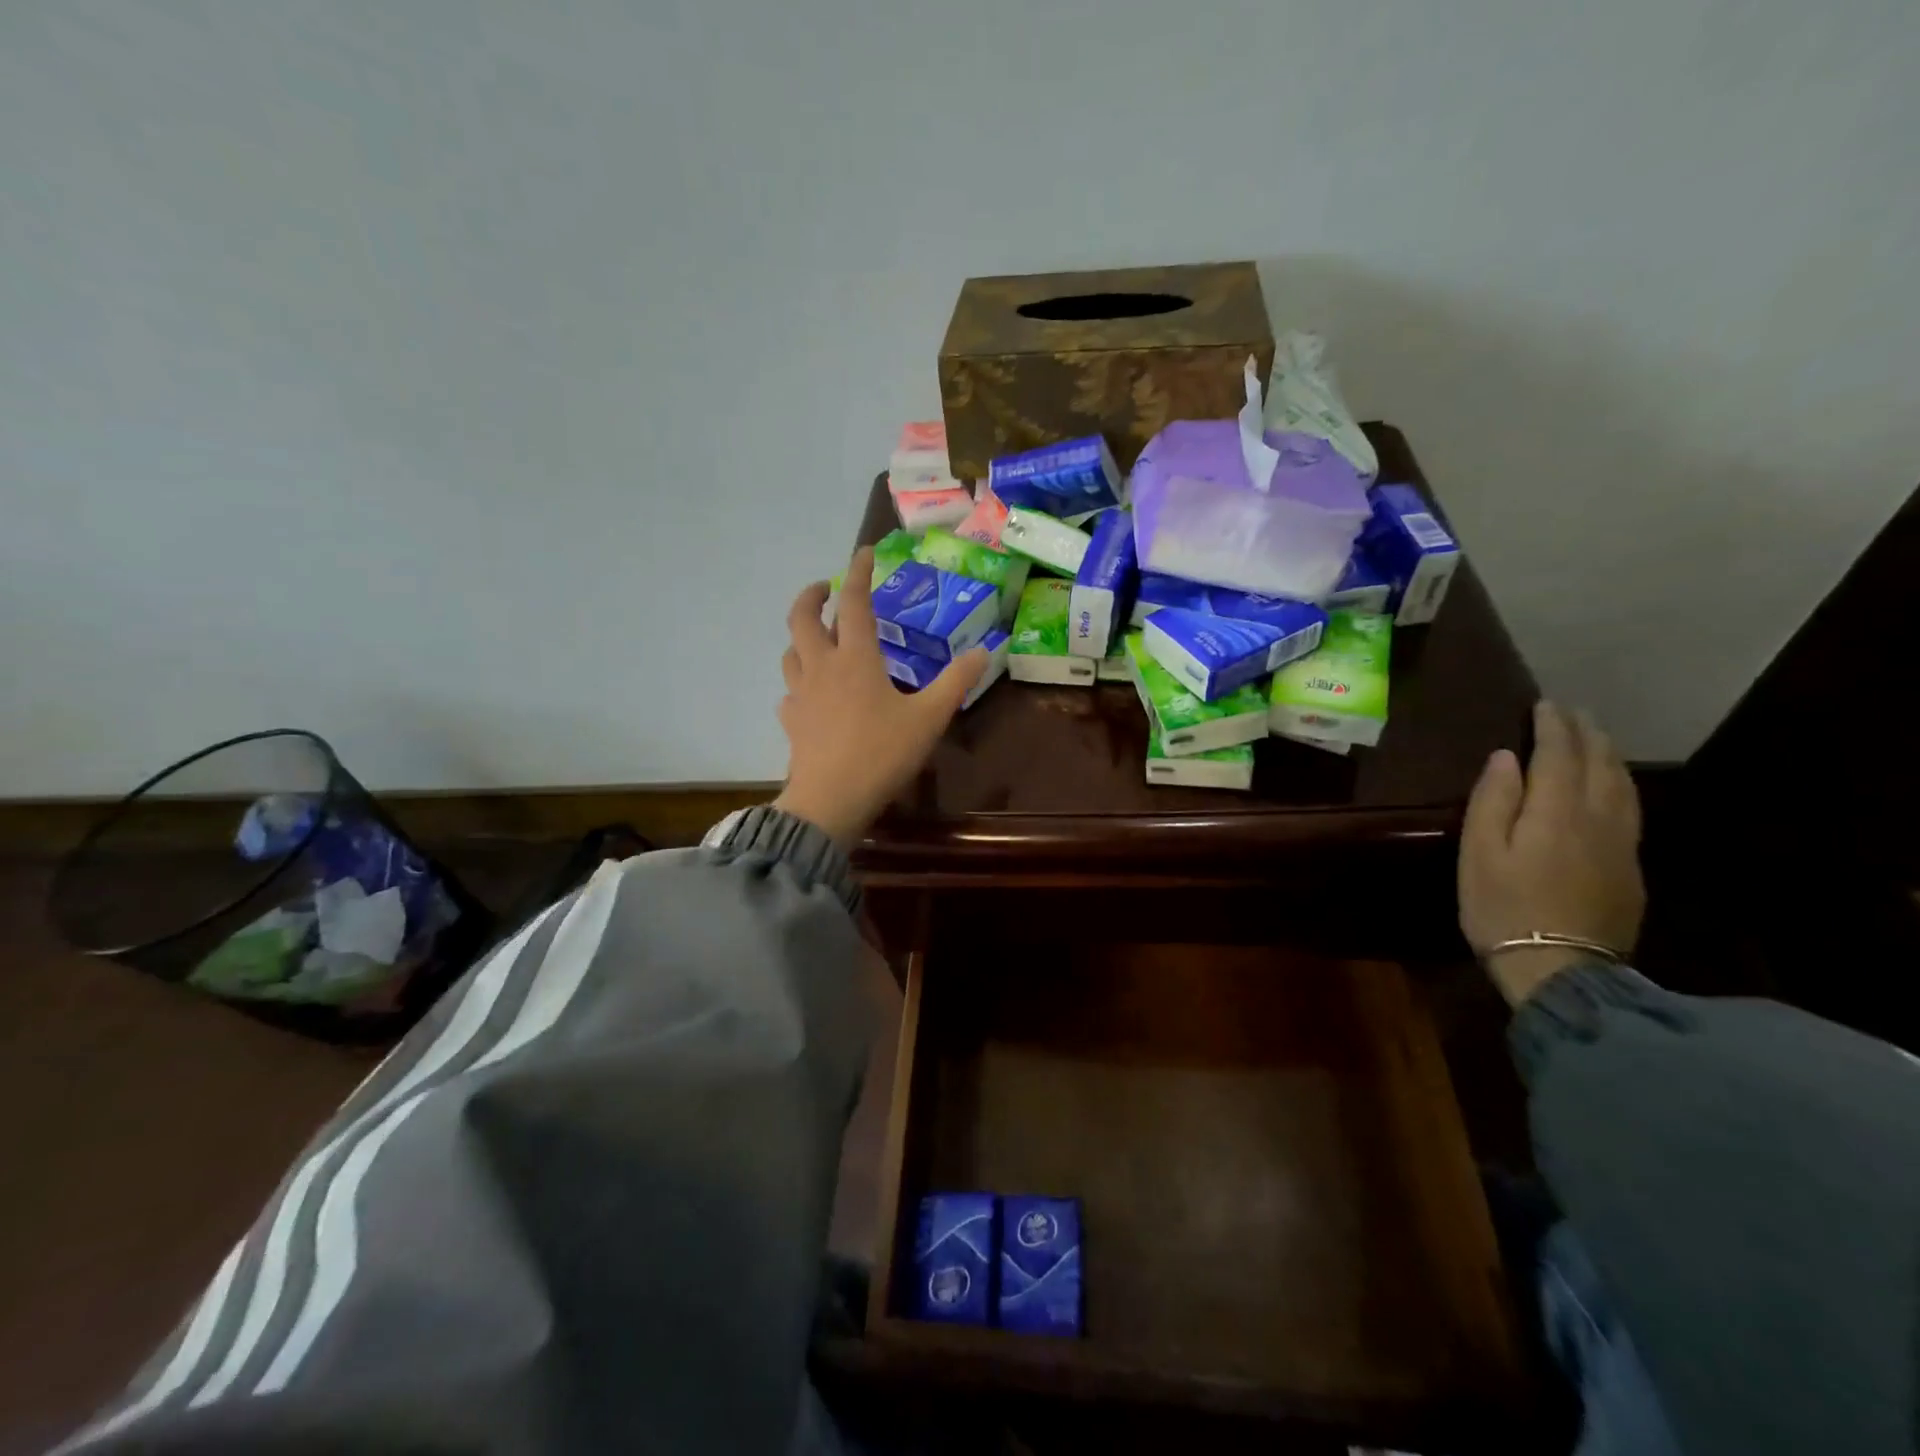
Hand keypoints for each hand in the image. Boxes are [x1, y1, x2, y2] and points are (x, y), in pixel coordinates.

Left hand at [772, 547, 987, 847]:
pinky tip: (813, 695)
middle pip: (802, 618)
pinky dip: (800, 682)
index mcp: (855, 658)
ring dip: (802, 637)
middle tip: (826, 589)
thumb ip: (956, 682)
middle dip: (812, 595)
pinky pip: (791, 691)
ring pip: (791, 652)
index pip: (853, 602)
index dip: (858, 572)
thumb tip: (984, 651)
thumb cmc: (881, 753)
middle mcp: (821, 666)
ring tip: (819, 638)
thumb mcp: (929, 718)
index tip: (864, 552)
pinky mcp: (791, 721)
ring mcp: (800, 694)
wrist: (830, 801)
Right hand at [1459, 701, 1644, 1005]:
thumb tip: (1507, 758)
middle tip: (1573, 712)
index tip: (1545, 705)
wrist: (1562, 968)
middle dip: (1586, 734)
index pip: (1559, 755)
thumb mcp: (1479, 853)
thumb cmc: (1503, 907)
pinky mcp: (1630, 868)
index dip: (1553, 727)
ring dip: (1609, 756)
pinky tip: (1613, 786)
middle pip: (1600, 764)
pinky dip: (1620, 784)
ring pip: (1623, 786)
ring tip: (1596, 739)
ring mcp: (1622, 845)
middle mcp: (1598, 819)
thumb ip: (1493, 801)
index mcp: (1556, 812)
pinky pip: (1631, 809)